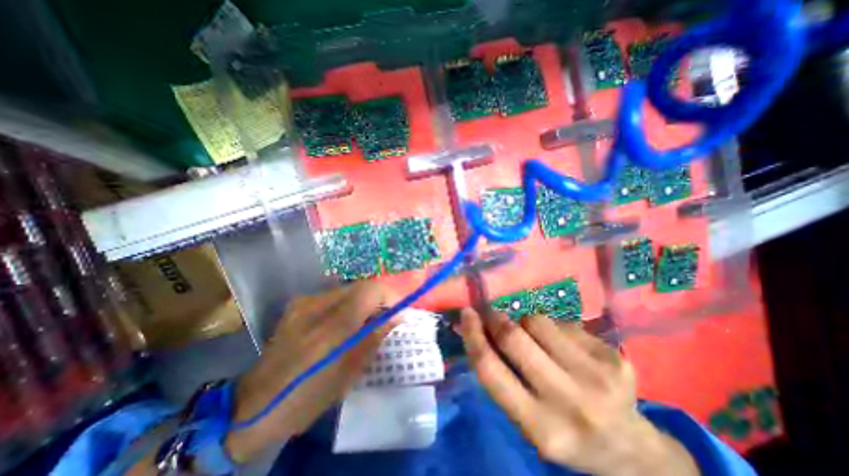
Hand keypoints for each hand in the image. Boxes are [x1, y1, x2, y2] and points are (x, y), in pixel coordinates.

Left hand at [222, 282, 393, 460]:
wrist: (254, 405)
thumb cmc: (307, 397)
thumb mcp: (348, 373)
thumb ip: (374, 338)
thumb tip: (397, 316)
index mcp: (329, 329)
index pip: (369, 291)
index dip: (389, 296)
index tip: (398, 311)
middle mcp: (315, 306)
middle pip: (360, 286)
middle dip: (379, 298)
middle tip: (386, 316)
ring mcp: (304, 302)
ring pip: (348, 289)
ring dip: (364, 301)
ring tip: (368, 320)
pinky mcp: (298, 303)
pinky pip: (334, 296)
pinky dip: (349, 304)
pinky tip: (347, 321)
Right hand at [458, 311, 696, 475]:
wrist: (629, 448)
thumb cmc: (564, 431)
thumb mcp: (525, 417)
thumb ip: (499, 374)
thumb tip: (472, 330)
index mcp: (540, 427)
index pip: (490, 370)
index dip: (473, 336)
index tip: (466, 314)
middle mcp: (571, 402)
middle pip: (514, 338)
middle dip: (495, 318)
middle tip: (490, 313)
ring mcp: (598, 376)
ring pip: (537, 321)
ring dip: (524, 322)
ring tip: (532, 335)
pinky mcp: (614, 357)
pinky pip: (563, 323)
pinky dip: (552, 327)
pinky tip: (563, 345)